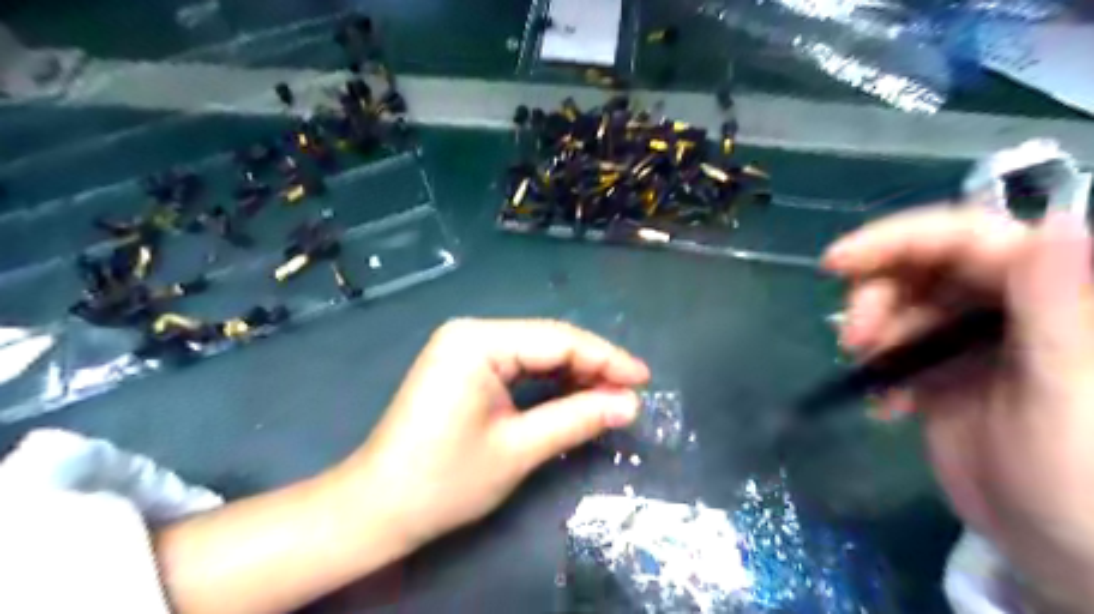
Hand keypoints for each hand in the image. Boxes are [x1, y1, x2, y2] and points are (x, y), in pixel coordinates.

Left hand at [333, 320, 647, 548]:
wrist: (378, 508)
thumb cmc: (444, 480)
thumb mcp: (519, 449)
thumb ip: (578, 419)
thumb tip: (630, 405)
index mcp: (478, 341)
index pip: (558, 340)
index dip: (606, 358)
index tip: (644, 379)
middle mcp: (472, 332)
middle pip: (548, 341)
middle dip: (592, 366)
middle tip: (632, 392)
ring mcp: (465, 348)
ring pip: (536, 352)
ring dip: (574, 373)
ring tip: (612, 395)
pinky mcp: (464, 366)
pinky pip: (518, 365)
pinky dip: (549, 381)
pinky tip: (576, 393)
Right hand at [826, 205, 1092, 608]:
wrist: (1066, 551)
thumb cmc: (1086, 478)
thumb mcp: (1068, 394)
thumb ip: (1059, 312)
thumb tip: (1051, 227)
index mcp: (1048, 293)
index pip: (965, 238)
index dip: (897, 240)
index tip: (836, 262)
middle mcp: (1007, 306)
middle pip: (921, 268)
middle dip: (875, 295)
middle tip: (854, 339)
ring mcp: (971, 341)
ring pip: (900, 307)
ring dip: (873, 332)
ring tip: (869, 373)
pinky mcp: (943, 372)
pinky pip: (895, 350)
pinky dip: (878, 370)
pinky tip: (888, 405)